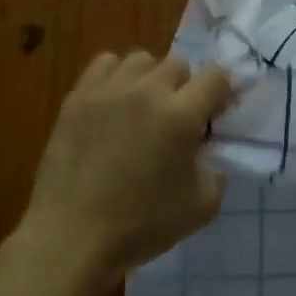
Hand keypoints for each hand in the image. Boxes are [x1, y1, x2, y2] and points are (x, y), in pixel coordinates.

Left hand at [10, 51, 233, 295]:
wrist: (72, 235)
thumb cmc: (141, 225)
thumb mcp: (202, 206)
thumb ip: (216, 170)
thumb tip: (206, 151)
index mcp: (182, 115)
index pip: (217, 76)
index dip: (223, 92)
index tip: (217, 114)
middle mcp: (148, 91)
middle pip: (179, 63)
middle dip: (186, 87)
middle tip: (179, 118)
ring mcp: (109, 90)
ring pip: (142, 60)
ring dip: (152, 78)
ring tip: (144, 107)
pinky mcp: (78, 97)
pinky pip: (105, 64)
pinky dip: (116, 76)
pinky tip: (114, 103)